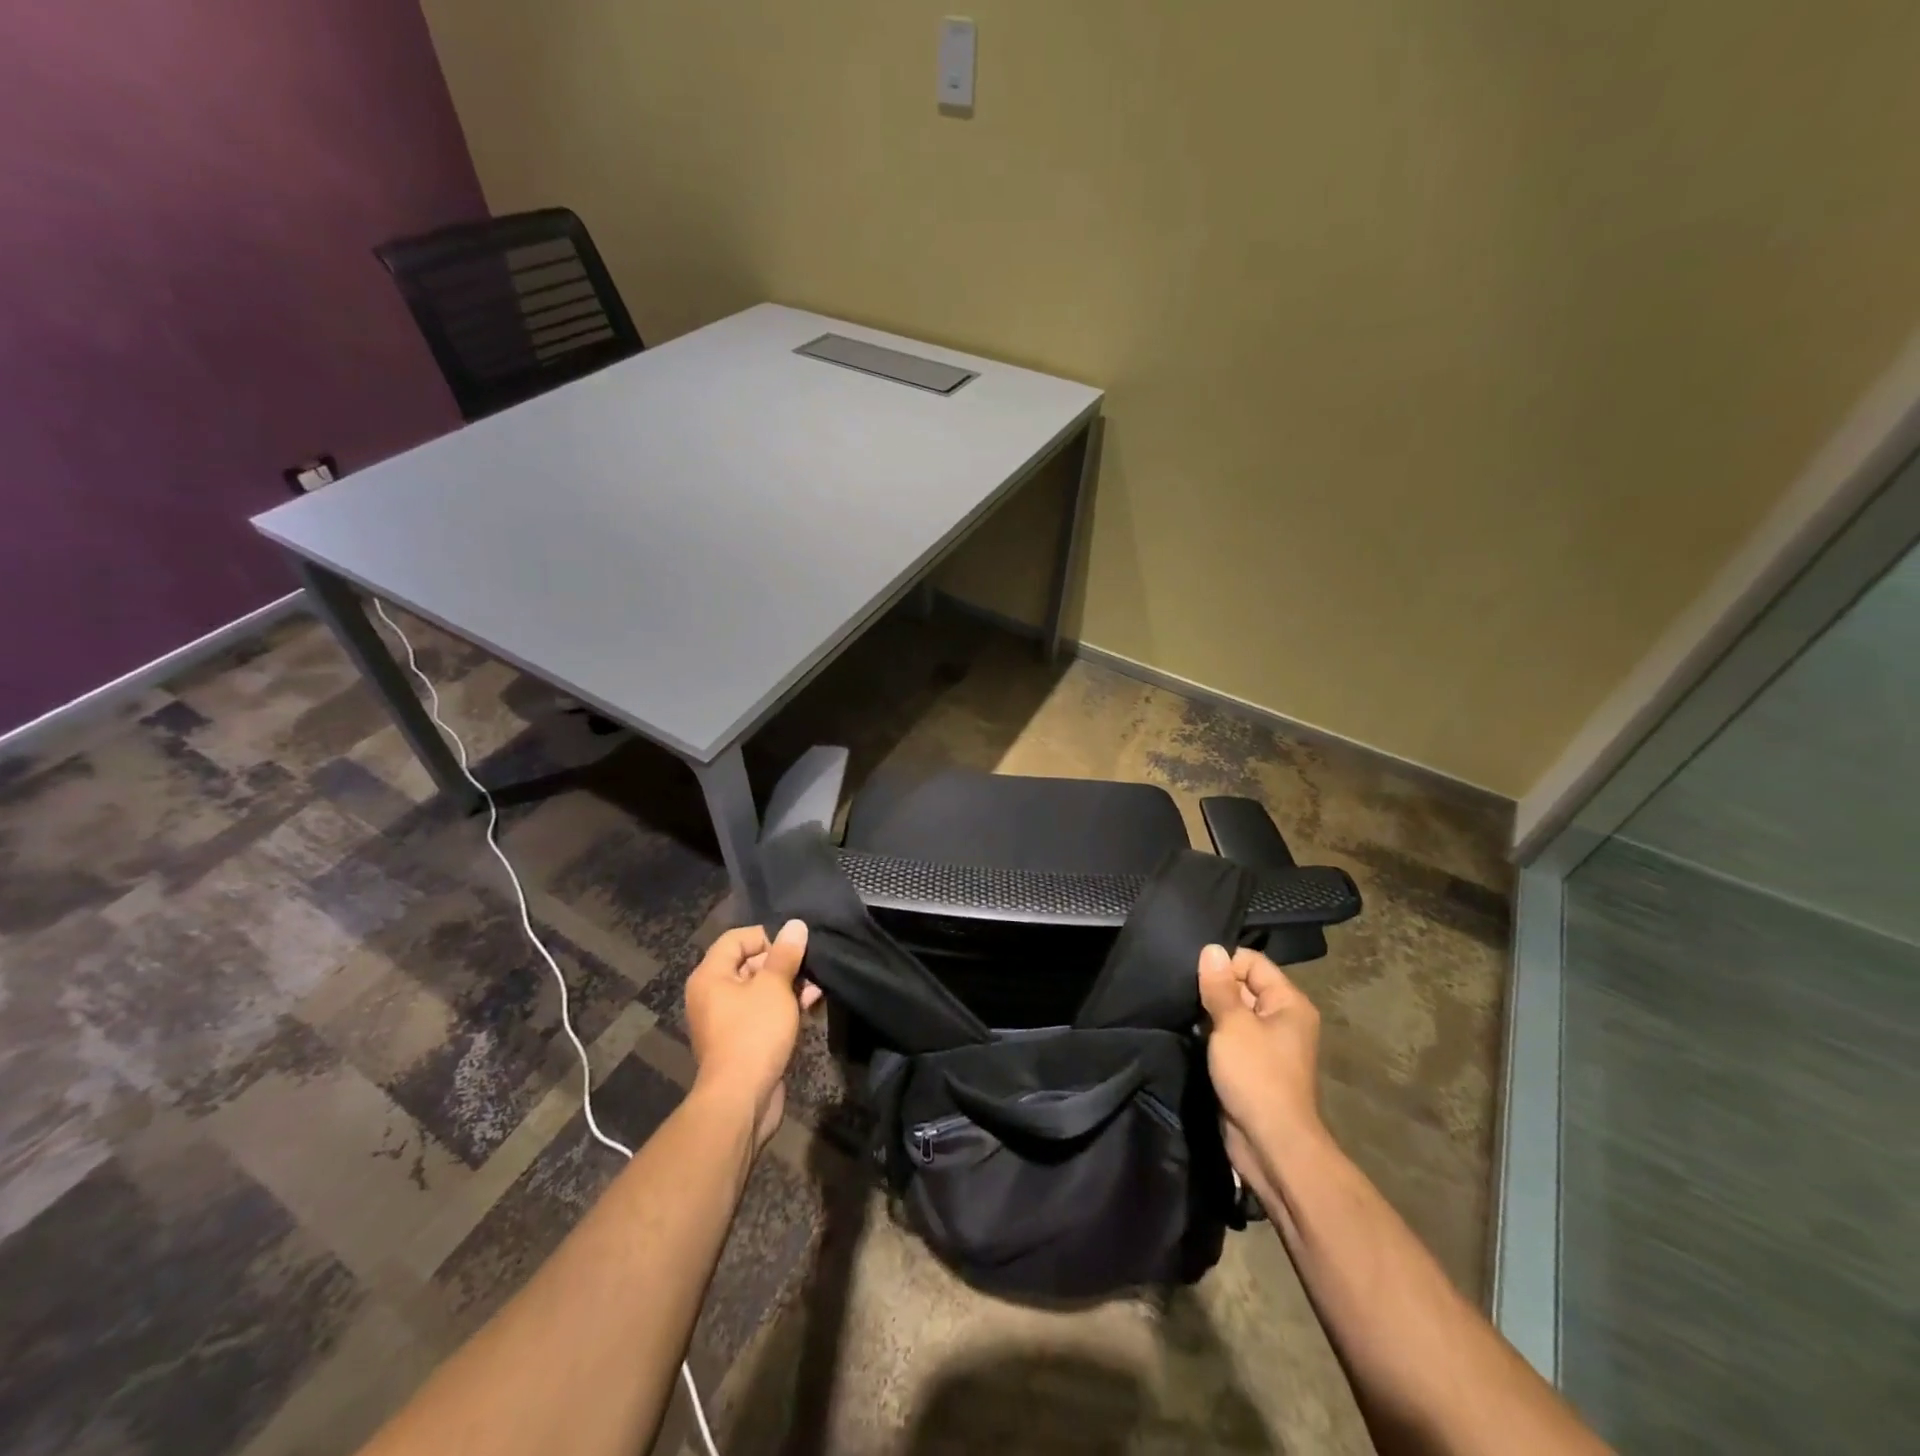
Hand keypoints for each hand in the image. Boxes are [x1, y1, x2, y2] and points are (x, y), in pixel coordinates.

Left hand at [683, 920, 819, 1150]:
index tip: (793, 948)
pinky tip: (809, 1009)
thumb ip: (785, 955)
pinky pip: (762, 1014)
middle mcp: (712, 995)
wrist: (741, 1100)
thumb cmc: (754, 1033)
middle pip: (749, 964)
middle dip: (783, 964)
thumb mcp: (774, 987)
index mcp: (710, 976)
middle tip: (810, 969)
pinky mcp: (741, 1042)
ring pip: (760, 991)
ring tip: (815, 991)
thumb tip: (795, 925)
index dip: (767, 937)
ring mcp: (726, 1021)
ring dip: (789, 987)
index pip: (736, 938)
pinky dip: (783, 1008)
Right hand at [1197, 943, 1325, 1189]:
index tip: (1192, 970)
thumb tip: (1211, 948)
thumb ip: (1219, 986)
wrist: (1270, 1145)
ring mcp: (1266, 1044)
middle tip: (1180, 988)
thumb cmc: (1256, 1076)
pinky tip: (1187, 1031)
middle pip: (1242, 985)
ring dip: (1207, 1011)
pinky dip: (1209, 1033)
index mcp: (1288, 1003)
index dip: (1223, 962)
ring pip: (1231, 1012)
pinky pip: (1227, 1036)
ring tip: (1180, 1008)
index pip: (1252, 962)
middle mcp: (1281, 1019)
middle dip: (1212, 986)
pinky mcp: (1249, 1065)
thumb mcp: (1232, 1024)